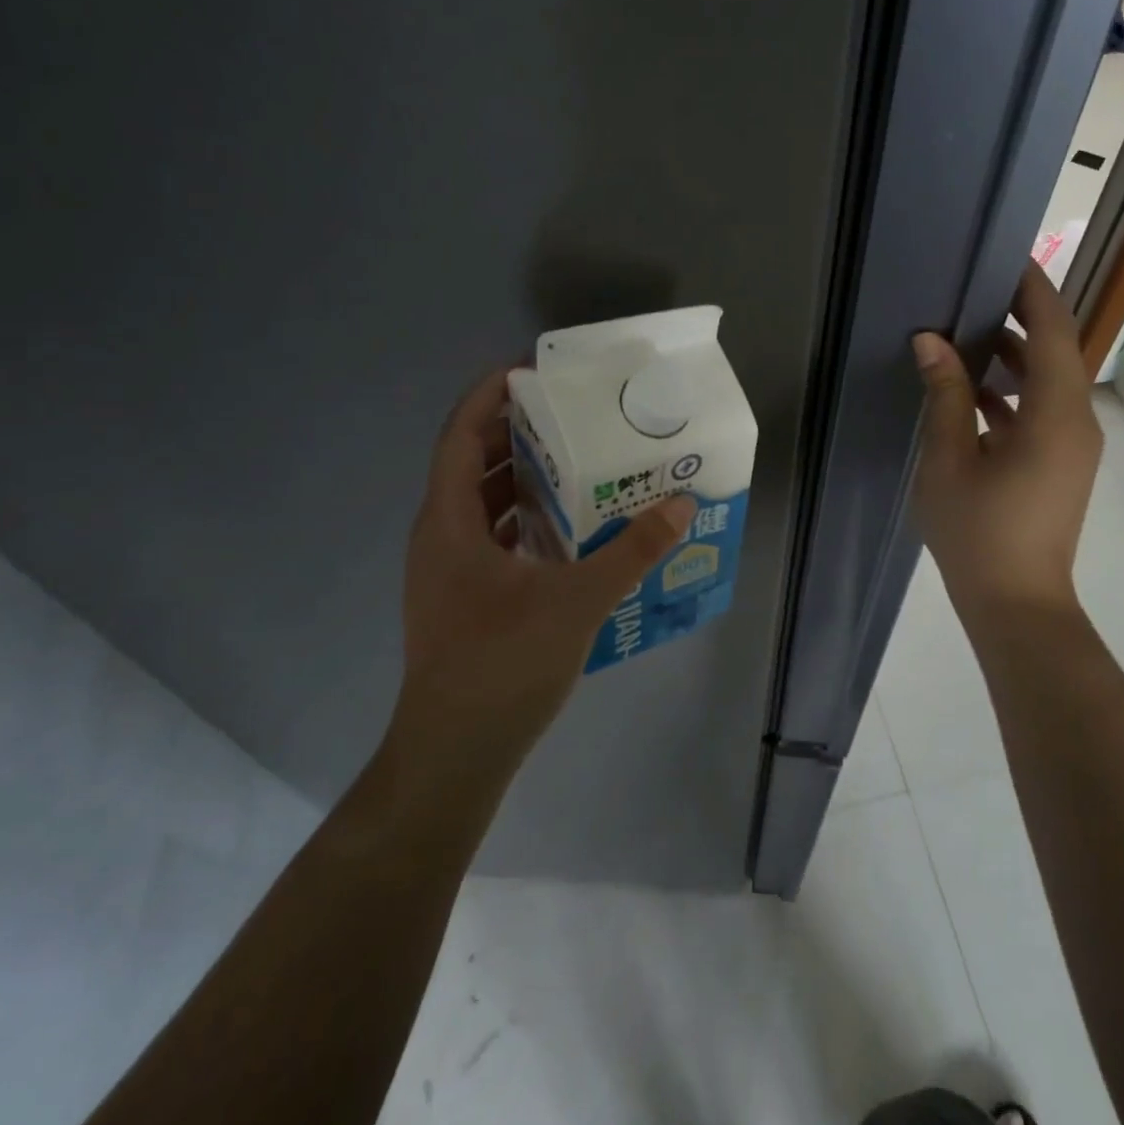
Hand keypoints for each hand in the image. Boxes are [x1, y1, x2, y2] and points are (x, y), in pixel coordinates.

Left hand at [396, 367, 693, 760]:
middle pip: (473, 463)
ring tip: (579, 460)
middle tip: (572, 413)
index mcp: (449, 523)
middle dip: (518, 432)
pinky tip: (571, 528)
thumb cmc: (502, 666)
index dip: (488, 395)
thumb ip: (632, 550)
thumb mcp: (577, 601)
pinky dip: (527, 520)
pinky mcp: (465, 599)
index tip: (531, 369)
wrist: (453, 756)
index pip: (460, 435)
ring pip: (484, 504)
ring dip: (524, 478)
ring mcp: (449, 571)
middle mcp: (441, 537)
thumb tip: (682, 504)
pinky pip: (494, 538)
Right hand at [910, 263, 1102, 626]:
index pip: (1054, 331)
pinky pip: (1041, 411)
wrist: (1016, 604)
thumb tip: (932, 340)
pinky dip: (1012, 393)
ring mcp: (1072, 446)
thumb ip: (945, 394)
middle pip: (1056, 352)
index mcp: (1056, 415)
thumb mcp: (949, 459)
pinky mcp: (1060, 465)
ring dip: (1013, 357)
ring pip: (1048, 382)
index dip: (1034, 291)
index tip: (1006, 259)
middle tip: (974, 291)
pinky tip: (970, 391)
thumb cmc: (978, 532)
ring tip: (966, 333)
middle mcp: (1076, 422)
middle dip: (1020, 318)